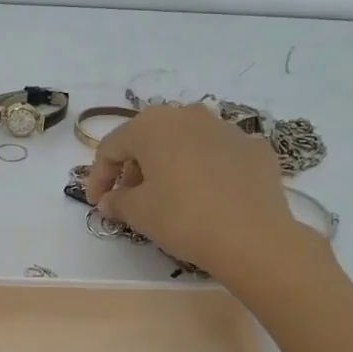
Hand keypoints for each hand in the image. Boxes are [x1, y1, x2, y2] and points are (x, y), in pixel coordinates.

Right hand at [83, 104, 307, 284]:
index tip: (97, 204)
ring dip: (170, 166)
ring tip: (168, 197)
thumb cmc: (183, 217)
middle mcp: (188, 115)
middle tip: (130, 200)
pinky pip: (218, 155)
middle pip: (149, 139)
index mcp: (152, 125)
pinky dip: (205, 171)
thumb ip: (117, 201)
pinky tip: (207, 198)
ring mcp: (226, 128)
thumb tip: (110, 200)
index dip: (98, 177)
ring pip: (186, 143)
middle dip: (134, 168)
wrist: (252, 236)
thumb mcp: (139, 213)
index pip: (111, 147)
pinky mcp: (254, 148)